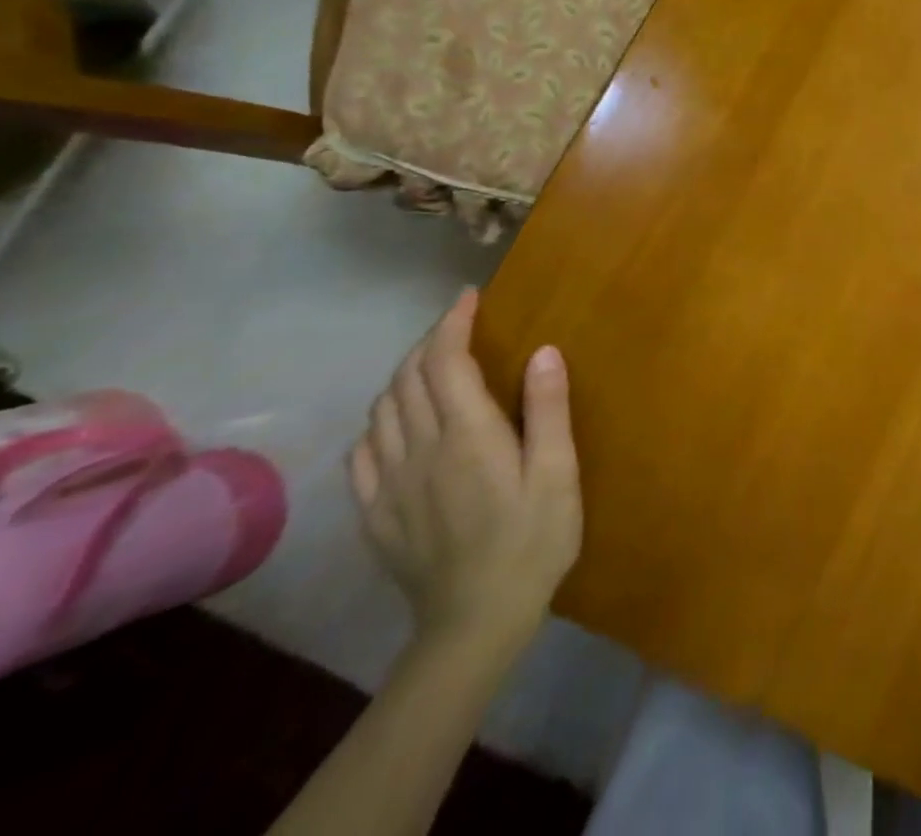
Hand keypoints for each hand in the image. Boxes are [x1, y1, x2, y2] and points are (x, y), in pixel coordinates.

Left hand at [350, 290, 580, 658]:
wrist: (476, 623)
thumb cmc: (533, 540)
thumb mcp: (558, 474)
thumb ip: (547, 410)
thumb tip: (543, 350)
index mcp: (466, 436)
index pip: (445, 363)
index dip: (452, 323)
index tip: (468, 297)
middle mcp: (419, 451)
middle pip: (407, 379)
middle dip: (429, 342)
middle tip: (458, 327)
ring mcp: (390, 485)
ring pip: (381, 411)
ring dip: (404, 377)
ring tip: (433, 368)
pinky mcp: (376, 514)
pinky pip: (363, 453)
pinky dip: (379, 422)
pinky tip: (398, 426)